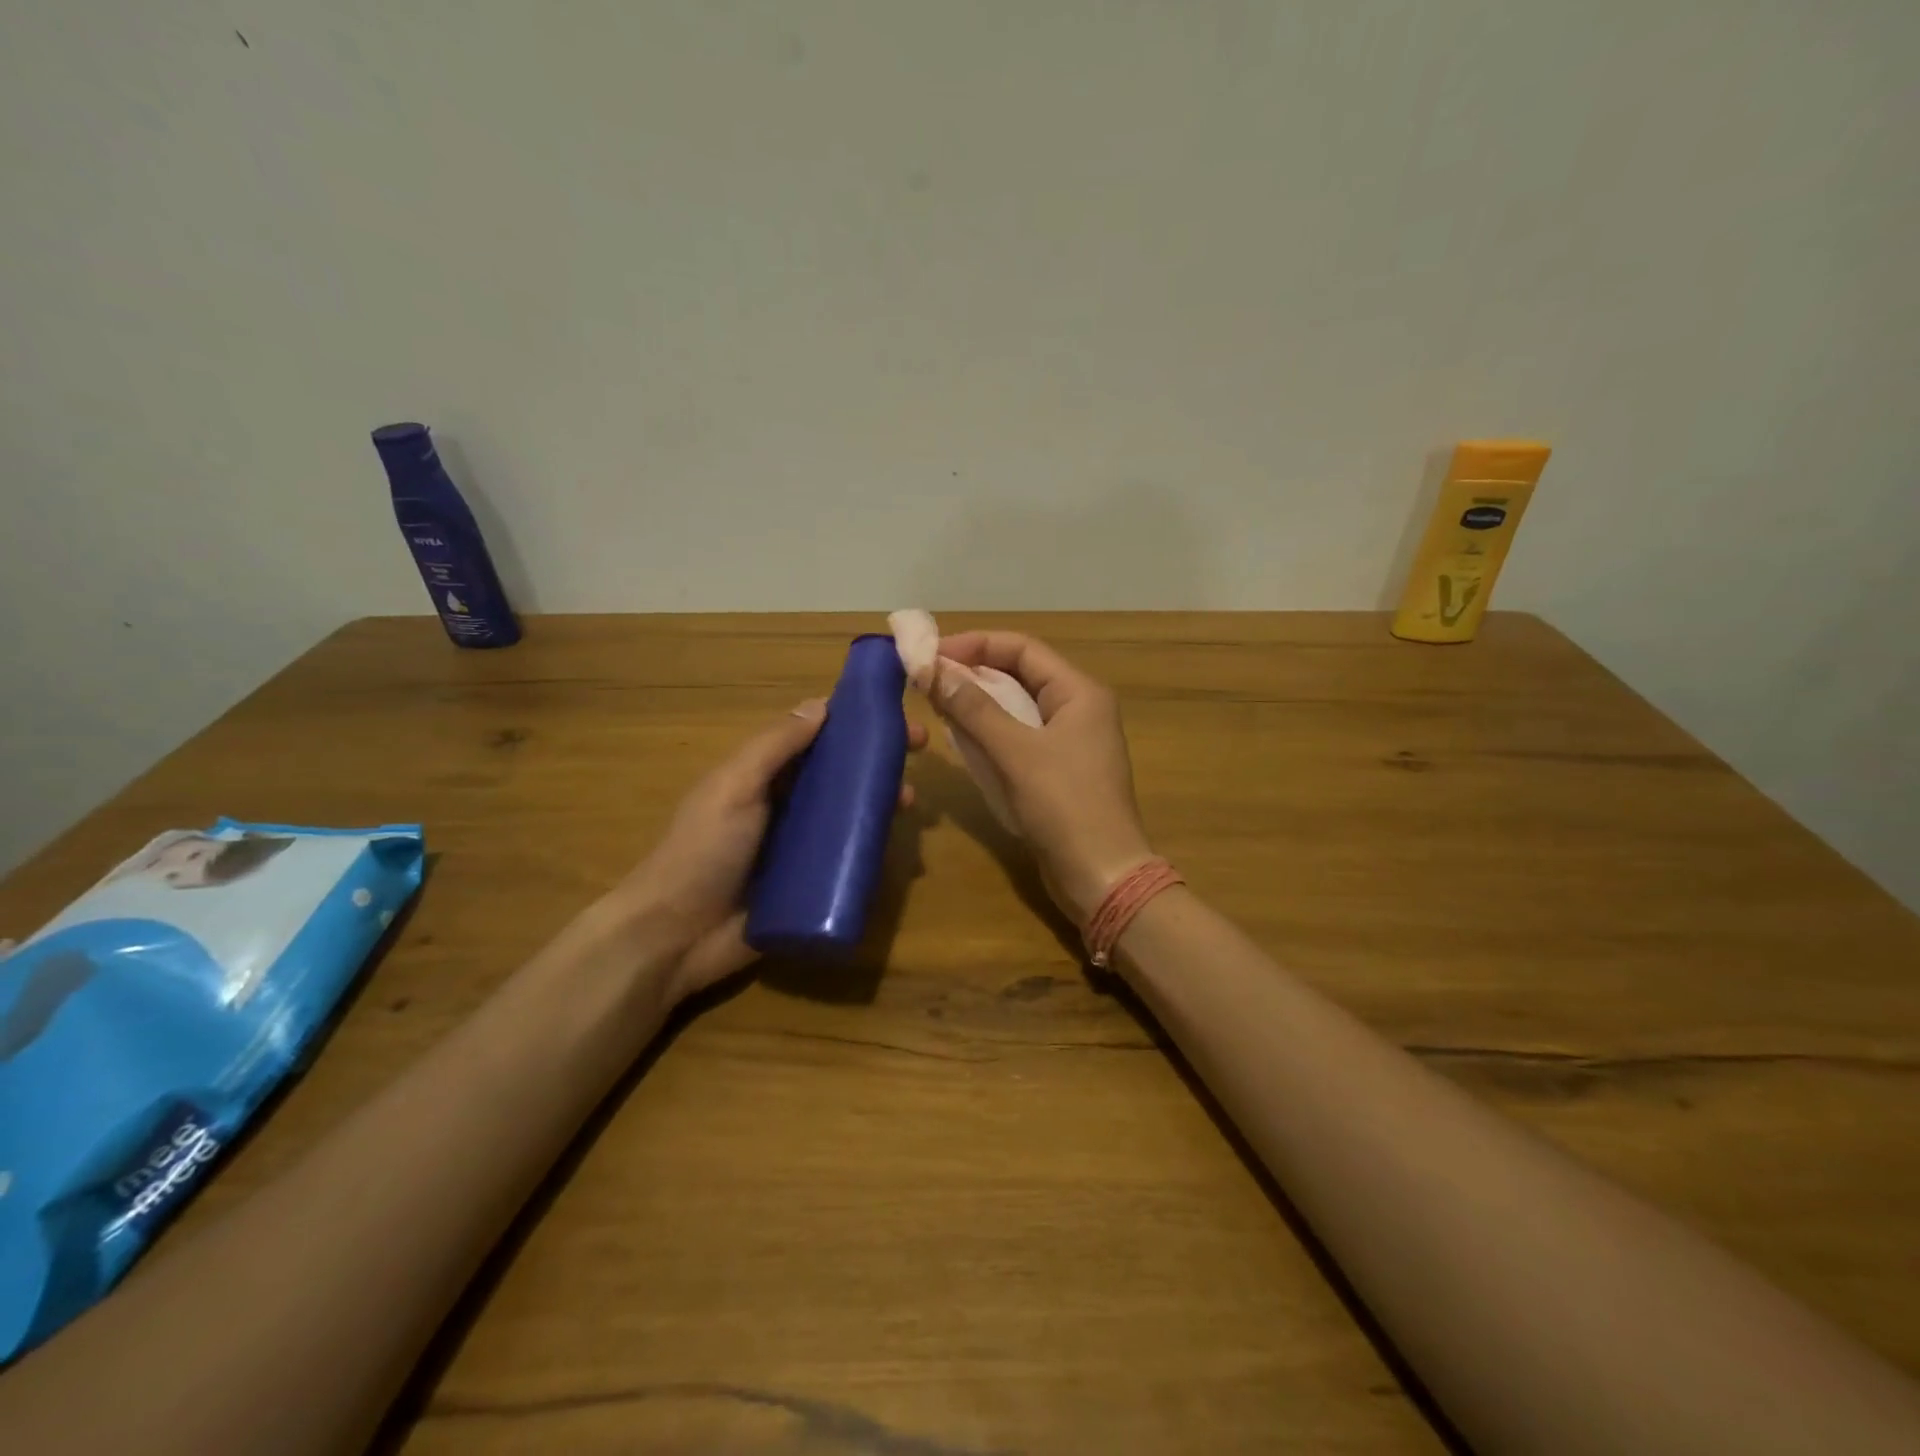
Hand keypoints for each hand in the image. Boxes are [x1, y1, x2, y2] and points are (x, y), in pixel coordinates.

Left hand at [611, 698, 926, 1000]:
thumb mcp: (734, 788)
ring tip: (909, 804)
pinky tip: (896, 850)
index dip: (852, 722)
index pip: (814, 737)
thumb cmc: (703, 851)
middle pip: (838, 775)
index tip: (892, 713)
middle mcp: (784, 805)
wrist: (676, 937)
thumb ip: (774, 747)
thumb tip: (822, 705)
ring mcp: (797, 848)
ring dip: (879, 804)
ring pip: (848, 816)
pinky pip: (846, 862)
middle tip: (919, 755)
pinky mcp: (808, 886)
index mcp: (763, 776)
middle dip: (876, 762)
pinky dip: (871, 852)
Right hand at [929, 632, 1153, 923]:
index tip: (931, 655)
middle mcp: (1078, 708)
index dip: (975, 645)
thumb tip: (934, 669)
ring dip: (978, 703)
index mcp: (1079, 692)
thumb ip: (974, 709)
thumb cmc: (1064, 805)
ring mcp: (1070, 741)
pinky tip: (961, 739)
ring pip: (1017, 707)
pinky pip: (1019, 737)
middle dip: (973, 673)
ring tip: (936, 704)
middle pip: (1019, 674)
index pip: (1022, 648)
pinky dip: (990, 733)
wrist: (1101, 876)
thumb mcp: (1015, 752)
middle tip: (927, 679)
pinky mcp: (1059, 771)